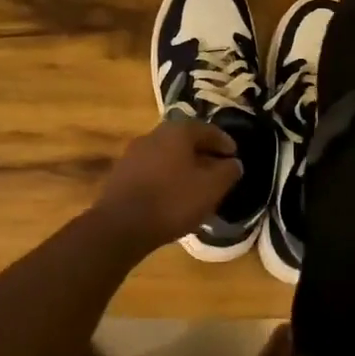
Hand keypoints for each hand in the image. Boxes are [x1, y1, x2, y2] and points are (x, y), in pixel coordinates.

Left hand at [92, 118, 242, 251]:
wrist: (120, 225)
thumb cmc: (172, 201)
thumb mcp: (211, 188)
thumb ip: (227, 172)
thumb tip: (233, 163)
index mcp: (177, 131)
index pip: (207, 130)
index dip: (224, 143)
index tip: (234, 156)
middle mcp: (153, 134)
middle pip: (185, 140)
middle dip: (202, 154)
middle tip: (216, 170)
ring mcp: (133, 153)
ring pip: (167, 155)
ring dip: (183, 166)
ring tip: (195, 185)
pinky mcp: (121, 173)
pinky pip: (152, 169)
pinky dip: (166, 177)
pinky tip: (172, 195)